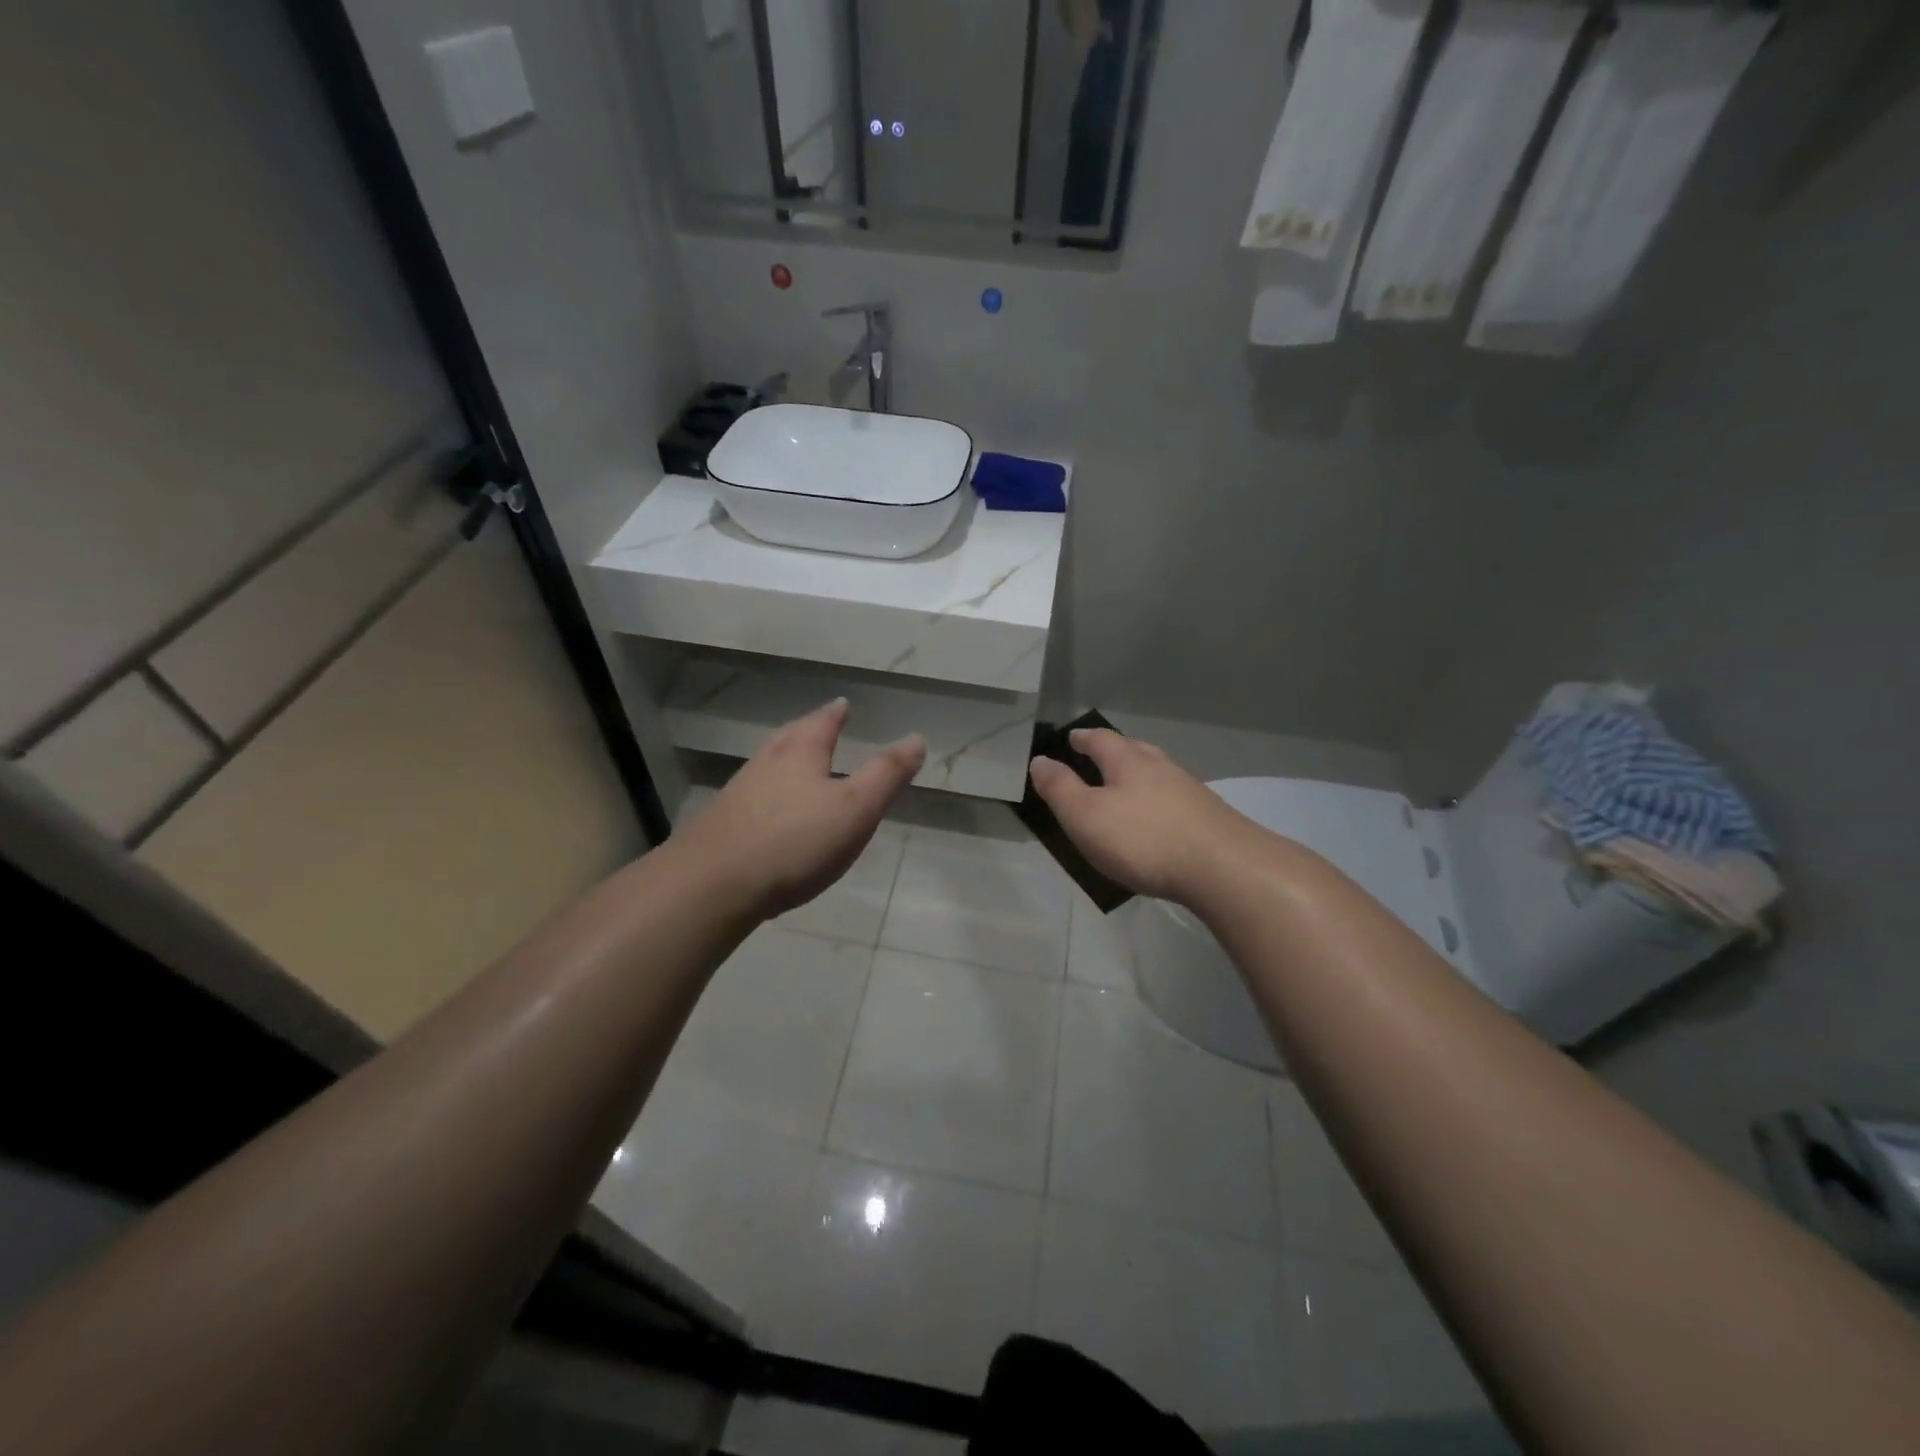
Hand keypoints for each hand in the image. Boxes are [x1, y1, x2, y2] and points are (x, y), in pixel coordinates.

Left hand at [675, 699, 924, 919]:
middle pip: (789, 737)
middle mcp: (765, 763)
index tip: (842, 704)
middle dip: (808, 731)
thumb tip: (916, 738)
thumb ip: (886, 774)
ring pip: (767, 764)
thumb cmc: (794, 842)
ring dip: (785, 759)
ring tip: (798, 762)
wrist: (712, 885)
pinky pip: (752, 795)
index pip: (822, 722)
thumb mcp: (855, 808)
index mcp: (800, 753)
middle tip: (820, 725)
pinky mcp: (721, 823)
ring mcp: (738, 793)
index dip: (836, 714)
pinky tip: (770, 811)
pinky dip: (768, 792)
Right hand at [1028, 729, 1263, 903]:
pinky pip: (1174, 799)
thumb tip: (1039, 760)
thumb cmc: (1143, 839)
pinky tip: (1158, 818)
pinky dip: (1158, 801)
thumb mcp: (1085, 816)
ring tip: (1126, 786)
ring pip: (1157, 773)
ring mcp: (1190, 790)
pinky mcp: (1209, 817)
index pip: (1101, 739)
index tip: (1072, 737)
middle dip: (1114, 752)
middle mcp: (1161, 767)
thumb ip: (1060, 788)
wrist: (1223, 868)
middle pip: (1134, 750)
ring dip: (1139, 775)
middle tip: (1098, 756)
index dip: (1084, 738)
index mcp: (1128, 761)